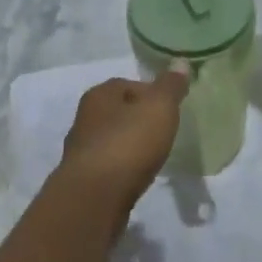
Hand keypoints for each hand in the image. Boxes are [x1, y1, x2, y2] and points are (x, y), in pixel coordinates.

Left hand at [58, 66, 188, 217]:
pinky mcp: (83, 180)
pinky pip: (108, 167)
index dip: (151, 94)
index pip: (128, 84)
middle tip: (163, 132)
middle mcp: (85, 118)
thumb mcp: (159, 108)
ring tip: (153, 157)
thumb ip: (170, 86)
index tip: (170, 109)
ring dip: (129, 146)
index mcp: (99, 94)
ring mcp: (81, 150)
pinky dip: (122, 169)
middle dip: (139, 120)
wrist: (95, 198)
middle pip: (118, 112)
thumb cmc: (128, 143)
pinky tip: (136, 178)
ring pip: (111, 140)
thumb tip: (180, 63)